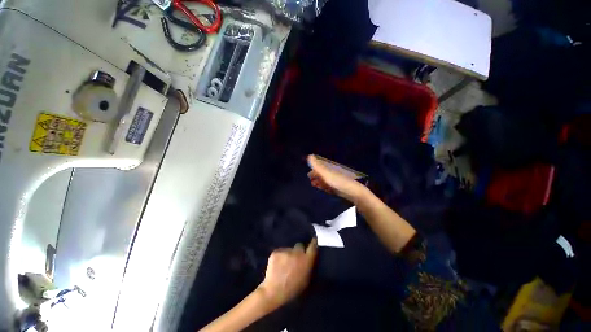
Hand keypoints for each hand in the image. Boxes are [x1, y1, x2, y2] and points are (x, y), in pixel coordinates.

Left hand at [258, 239, 316, 307]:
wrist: (273, 292)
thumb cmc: (292, 289)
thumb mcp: (306, 279)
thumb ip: (309, 266)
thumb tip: (311, 256)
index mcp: (306, 260)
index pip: (313, 246)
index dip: (313, 243)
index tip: (313, 240)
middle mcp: (297, 253)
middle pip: (299, 246)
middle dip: (298, 251)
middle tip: (295, 259)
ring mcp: (286, 251)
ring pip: (289, 249)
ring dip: (288, 254)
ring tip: (284, 264)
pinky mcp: (276, 251)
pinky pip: (281, 251)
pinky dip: (280, 256)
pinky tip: (277, 265)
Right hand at [307, 155, 366, 202]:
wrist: (353, 192)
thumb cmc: (338, 182)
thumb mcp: (325, 173)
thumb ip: (317, 166)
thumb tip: (309, 155)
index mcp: (330, 168)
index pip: (320, 167)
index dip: (314, 169)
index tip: (308, 173)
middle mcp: (333, 173)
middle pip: (323, 174)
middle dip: (316, 176)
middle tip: (310, 180)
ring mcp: (336, 181)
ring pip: (326, 180)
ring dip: (320, 182)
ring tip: (314, 185)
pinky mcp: (338, 188)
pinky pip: (330, 186)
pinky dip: (325, 187)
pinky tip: (323, 189)